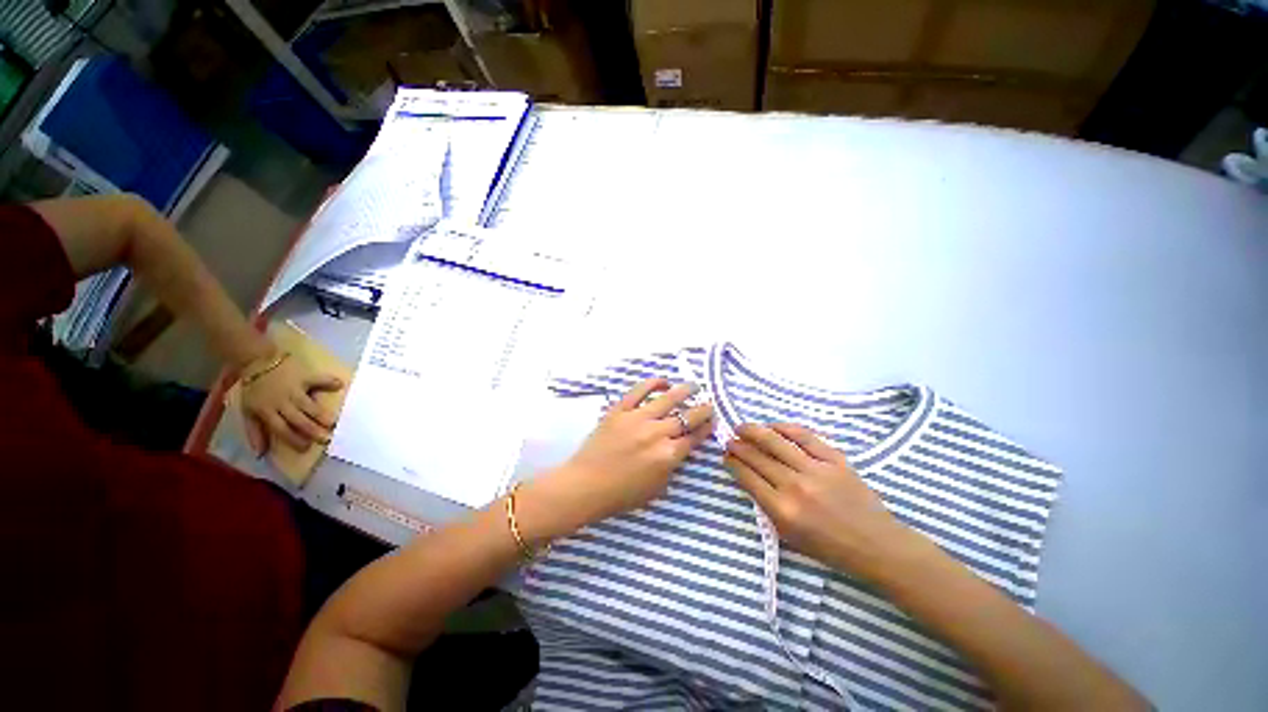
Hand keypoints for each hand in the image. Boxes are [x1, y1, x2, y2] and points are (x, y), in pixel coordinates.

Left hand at [241, 353, 344, 455]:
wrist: (256, 360)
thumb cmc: (255, 389)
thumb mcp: (248, 411)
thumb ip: (255, 431)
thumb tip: (260, 453)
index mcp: (267, 411)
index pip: (281, 429)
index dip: (293, 439)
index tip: (306, 448)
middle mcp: (282, 402)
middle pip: (298, 419)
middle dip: (312, 430)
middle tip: (326, 439)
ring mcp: (295, 389)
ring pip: (309, 405)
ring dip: (321, 414)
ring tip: (334, 422)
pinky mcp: (304, 376)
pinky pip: (318, 379)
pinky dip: (328, 381)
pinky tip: (339, 385)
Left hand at [518, 378, 714, 543]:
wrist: (585, 485)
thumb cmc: (620, 495)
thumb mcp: (656, 489)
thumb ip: (672, 468)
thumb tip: (680, 449)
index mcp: (667, 456)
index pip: (694, 438)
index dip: (706, 428)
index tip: (713, 421)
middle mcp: (657, 434)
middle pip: (687, 417)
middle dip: (703, 410)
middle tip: (709, 405)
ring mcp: (638, 419)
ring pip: (668, 399)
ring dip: (685, 391)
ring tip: (694, 386)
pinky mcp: (620, 410)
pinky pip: (639, 391)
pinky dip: (653, 383)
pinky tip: (663, 381)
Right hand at [725, 423, 910, 577]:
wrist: (876, 544)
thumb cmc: (830, 547)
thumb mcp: (789, 537)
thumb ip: (767, 507)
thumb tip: (749, 478)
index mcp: (783, 510)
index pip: (747, 477)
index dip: (732, 463)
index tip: (725, 456)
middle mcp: (795, 486)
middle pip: (757, 457)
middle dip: (738, 446)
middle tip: (729, 440)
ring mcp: (816, 469)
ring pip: (776, 441)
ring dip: (754, 431)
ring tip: (743, 427)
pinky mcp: (834, 459)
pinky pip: (804, 436)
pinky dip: (785, 428)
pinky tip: (773, 426)